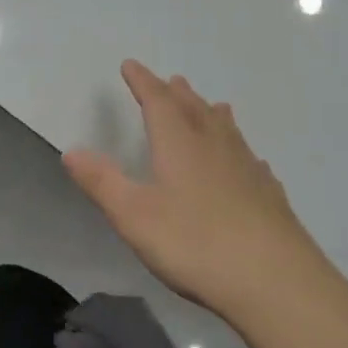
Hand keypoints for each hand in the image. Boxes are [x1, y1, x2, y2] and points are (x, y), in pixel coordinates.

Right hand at [64, 60, 328, 319]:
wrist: (275, 282)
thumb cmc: (194, 244)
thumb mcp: (133, 215)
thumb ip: (102, 182)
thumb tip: (71, 150)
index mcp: (180, 145)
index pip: (158, 102)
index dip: (143, 82)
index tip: (131, 65)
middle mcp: (215, 147)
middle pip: (195, 110)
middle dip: (178, 94)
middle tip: (171, 81)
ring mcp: (248, 170)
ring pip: (228, 131)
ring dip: (213, 114)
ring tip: (212, 105)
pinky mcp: (270, 196)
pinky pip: (252, 161)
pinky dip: (242, 151)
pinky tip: (250, 163)